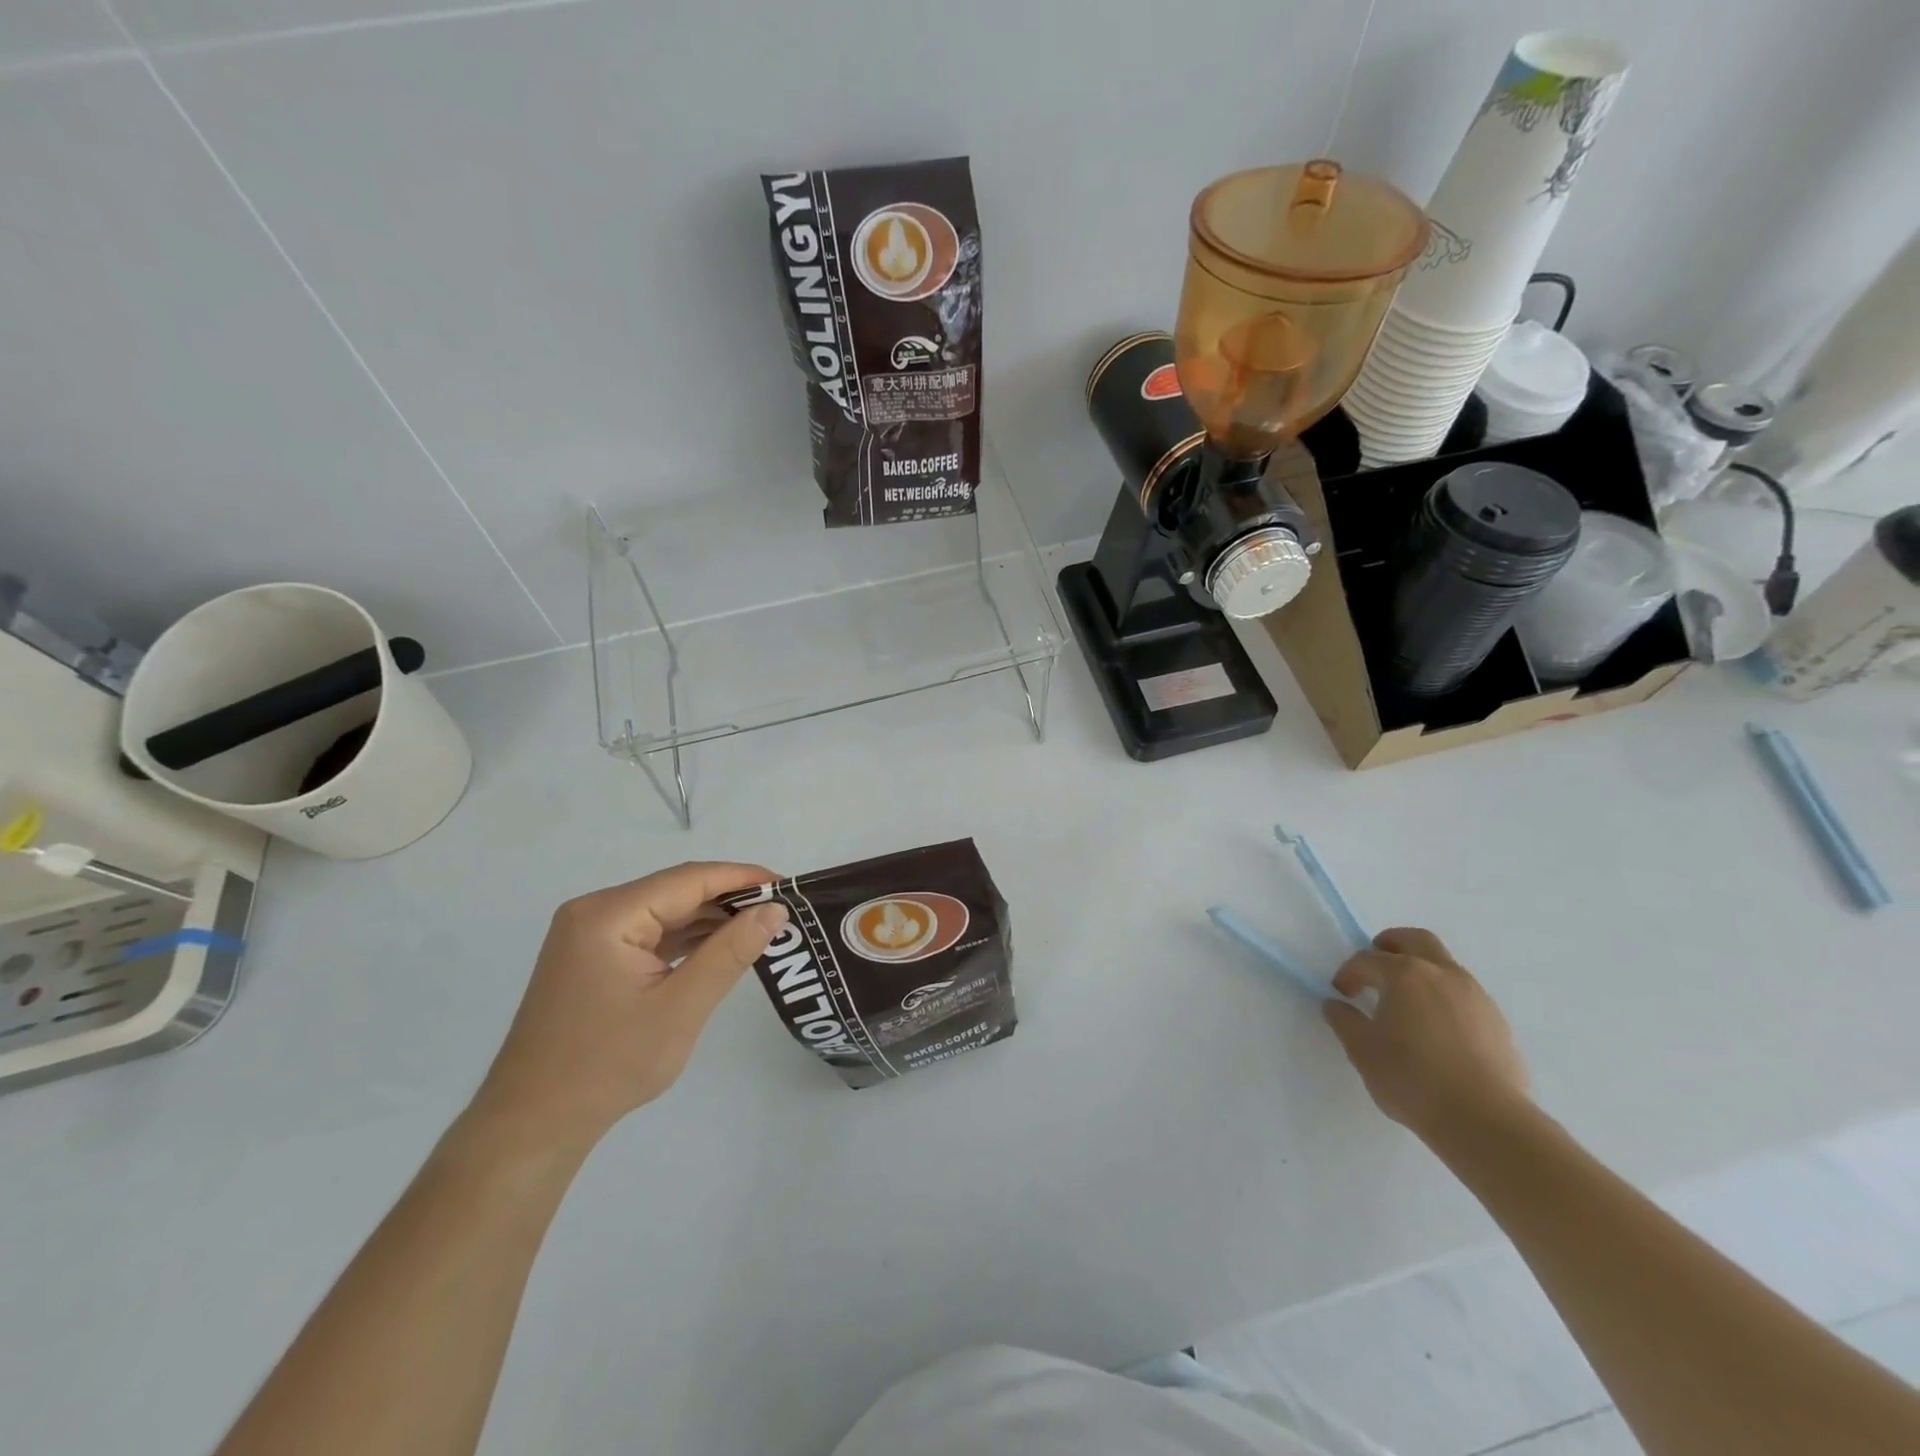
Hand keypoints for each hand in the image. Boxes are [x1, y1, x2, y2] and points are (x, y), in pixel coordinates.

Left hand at [470, 862, 786, 1153]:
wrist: (531, 1125)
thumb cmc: (608, 1065)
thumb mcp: (681, 1007)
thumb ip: (730, 952)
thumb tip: (775, 910)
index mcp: (609, 914)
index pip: (689, 879)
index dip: (743, 878)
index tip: (789, 887)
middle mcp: (594, 912)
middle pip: (676, 891)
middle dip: (729, 899)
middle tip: (781, 912)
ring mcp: (588, 935)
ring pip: (664, 911)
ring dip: (709, 919)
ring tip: (760, 928)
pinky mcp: (591, 957)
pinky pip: (648, 933)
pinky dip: (685, 939)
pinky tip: (718, 947)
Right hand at [1323, 927, 1529, 1142]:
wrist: (1485, 1120)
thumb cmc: (1412, 1078)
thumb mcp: (1362, 1050)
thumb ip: (1344, 1021)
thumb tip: (1337, 1005)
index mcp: (1405, 974)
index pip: (1367, 959)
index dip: (1349, 973)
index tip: (1341, 994)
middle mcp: (1442, 974)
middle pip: (1416, 940)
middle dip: (1391, 945)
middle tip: (1376, 964)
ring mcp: (1476, 996)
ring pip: (1445, 966)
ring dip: (1422, 972)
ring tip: (1408, 1003)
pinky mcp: (1498, 1022)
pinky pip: (1465, 995)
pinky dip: (1445, 998)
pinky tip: (1437, 1030)